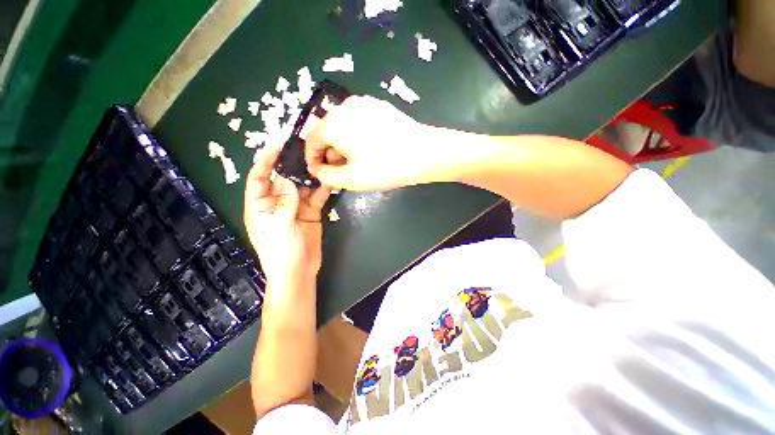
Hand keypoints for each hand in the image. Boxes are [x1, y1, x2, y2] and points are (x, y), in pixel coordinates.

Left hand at [244, 147, 330, 291]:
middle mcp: (277, 203)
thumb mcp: (279, 228)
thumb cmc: (281, 253)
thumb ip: (284, 203)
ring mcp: (296, 207)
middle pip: (283, 179)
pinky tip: (330, 180)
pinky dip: (322, 188)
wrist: (299, 272)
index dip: (265, 161)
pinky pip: (316, 196)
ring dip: (310, 175)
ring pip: (302, 186)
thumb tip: (288, 178)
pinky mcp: (311, 212)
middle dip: (292, 165)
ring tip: (321, 161)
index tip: (277, 146)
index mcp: (260, 206)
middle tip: (306, 149)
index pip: (258, 178)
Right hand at [304, 96, 443, 190]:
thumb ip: (325, 176)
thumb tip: (317, 169)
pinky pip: (357, 121)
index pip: (311, 141)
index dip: (313, 159)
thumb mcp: (350, 179)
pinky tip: (369, 149)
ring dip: (342, 145)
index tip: (320, 173)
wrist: (423, 153)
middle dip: (329, 153)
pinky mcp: (378, 106)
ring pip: (342, 126)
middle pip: (326, 132)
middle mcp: (344, 107)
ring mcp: (363, 103)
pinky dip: (355, 136)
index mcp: (333, 123)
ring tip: (356, 162)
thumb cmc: (384, 168)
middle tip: (340, 171)